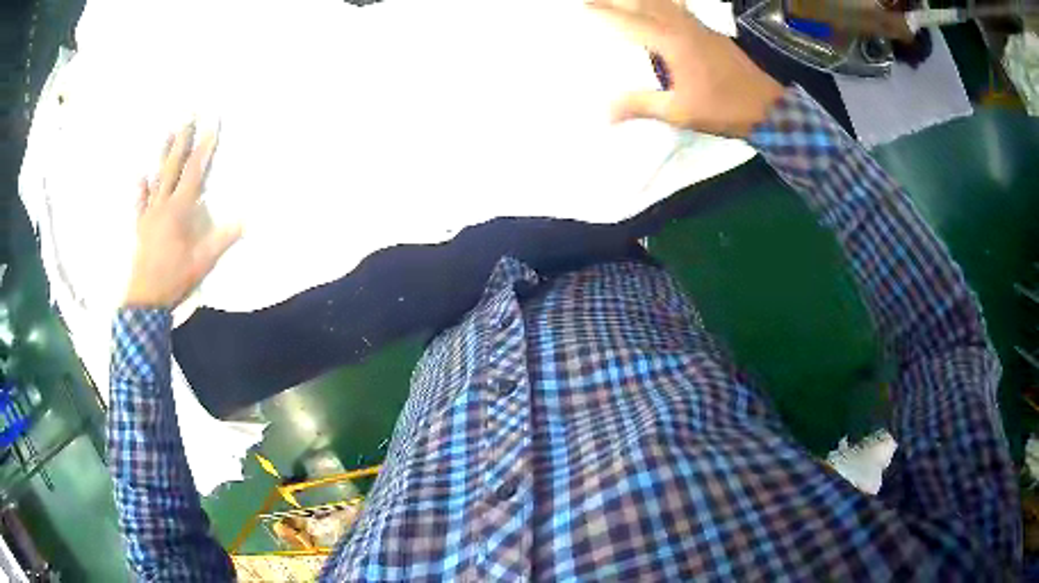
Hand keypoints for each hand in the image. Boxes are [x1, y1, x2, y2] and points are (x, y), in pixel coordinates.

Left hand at [124, 123, 241, 308]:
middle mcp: (162, 205)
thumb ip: (222, 239)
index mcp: (179, 210)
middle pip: (173, 166)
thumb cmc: (174, 279)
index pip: (194, 172)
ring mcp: (149, 214)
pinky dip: (141, 188)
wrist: (145, 300)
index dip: (204, 148)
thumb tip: (246, 219)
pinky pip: (140, 202)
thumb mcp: (203, 262)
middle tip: (188, 115)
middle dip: (182, 139)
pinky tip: (141, 175)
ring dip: (162, 154)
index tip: (211, 124)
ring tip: (168, 132)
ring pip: (157, 178)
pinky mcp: (140, 226)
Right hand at [589, 0, 784, 137]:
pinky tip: (659, 5)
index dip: (604, 13)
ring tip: (622, 1)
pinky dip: (661, 2)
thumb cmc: (724, 109)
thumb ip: (641, 106)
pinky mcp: (710, 32)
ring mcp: (699, 27)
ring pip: (663, 2)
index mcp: (673, 43)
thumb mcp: (680, 112)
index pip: (630, 22)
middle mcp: (683, 27)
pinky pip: (678, 7)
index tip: (581, 7)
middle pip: (644, 3)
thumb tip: (604, 113)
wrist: (768, 108)